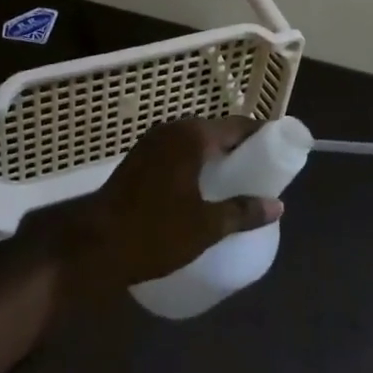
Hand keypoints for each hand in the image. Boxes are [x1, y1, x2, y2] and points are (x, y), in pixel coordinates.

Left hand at [62, 116, 282, 290]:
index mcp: (192, 137)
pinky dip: (196, 163)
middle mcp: (172, 130)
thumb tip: (277, 205)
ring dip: (216, 156)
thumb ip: (243, 212)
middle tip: (261, 170)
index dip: (262, 136)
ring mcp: (152, 142)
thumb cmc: (153, 233)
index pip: (238, 125)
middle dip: (240, 147)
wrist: (92, 247)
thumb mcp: (205, 227)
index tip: (281, 151)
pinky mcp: (139, 159)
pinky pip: (178, 152)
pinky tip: (203, 188)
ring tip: (236, 181)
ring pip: (196, 142)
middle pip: (217, 131)